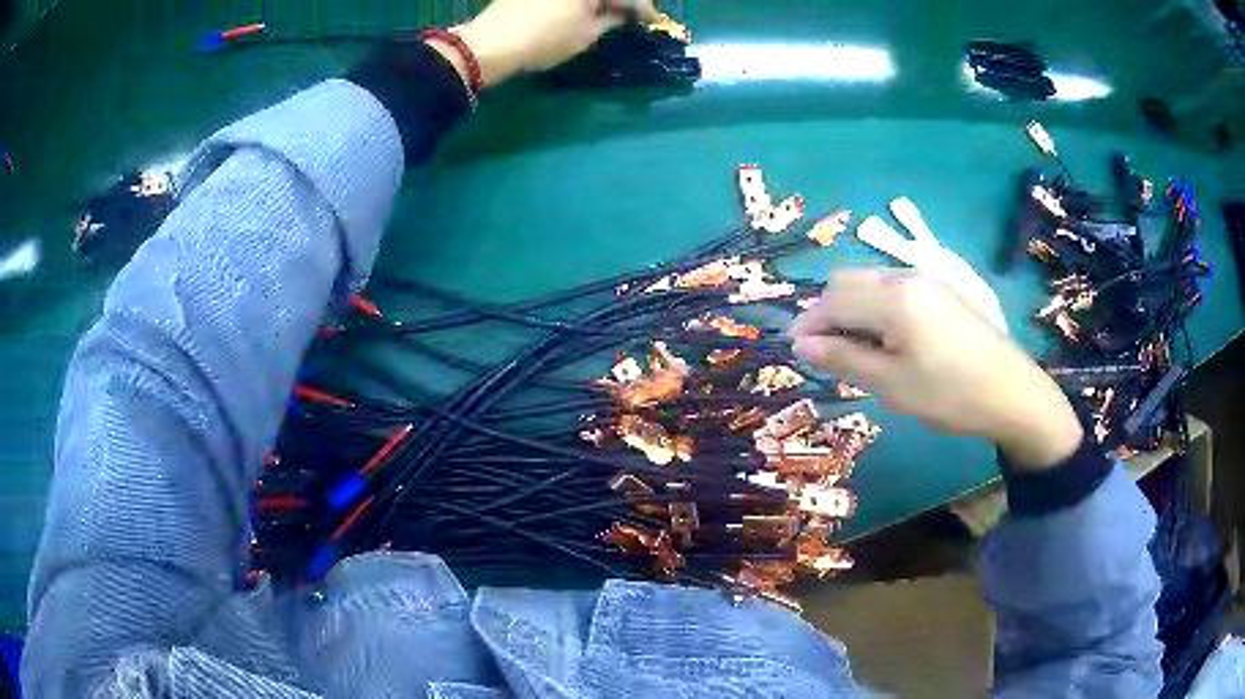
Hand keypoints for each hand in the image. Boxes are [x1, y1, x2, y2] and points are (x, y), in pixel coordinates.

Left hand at [433, 0, 660, 88]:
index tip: (654, 19)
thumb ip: (613, 19)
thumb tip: (625, 14)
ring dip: (601, 0)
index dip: (643, 7)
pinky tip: (586, 7)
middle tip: (634, 12)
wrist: (491, 43)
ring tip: (611, 12)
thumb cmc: (545, 39)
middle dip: (622, 2)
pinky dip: (580, 0)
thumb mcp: (587, 33)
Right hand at [789, 269, 1082, 469]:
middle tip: (827, 353)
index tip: (797, 351)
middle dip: (827, 312)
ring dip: (851, 309)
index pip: (832, 299)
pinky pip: (893, 288)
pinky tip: (886, 340)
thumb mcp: (892, 384)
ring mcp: (926, 279)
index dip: (808, 323)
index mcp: (893, 298)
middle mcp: (905, 276)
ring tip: (856, 351)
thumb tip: (801, 345)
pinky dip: (875, 308)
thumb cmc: (949, 394)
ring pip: (870, 282)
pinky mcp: (941, 289)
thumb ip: (844, 358)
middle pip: (848, 281)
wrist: (1011, 392)